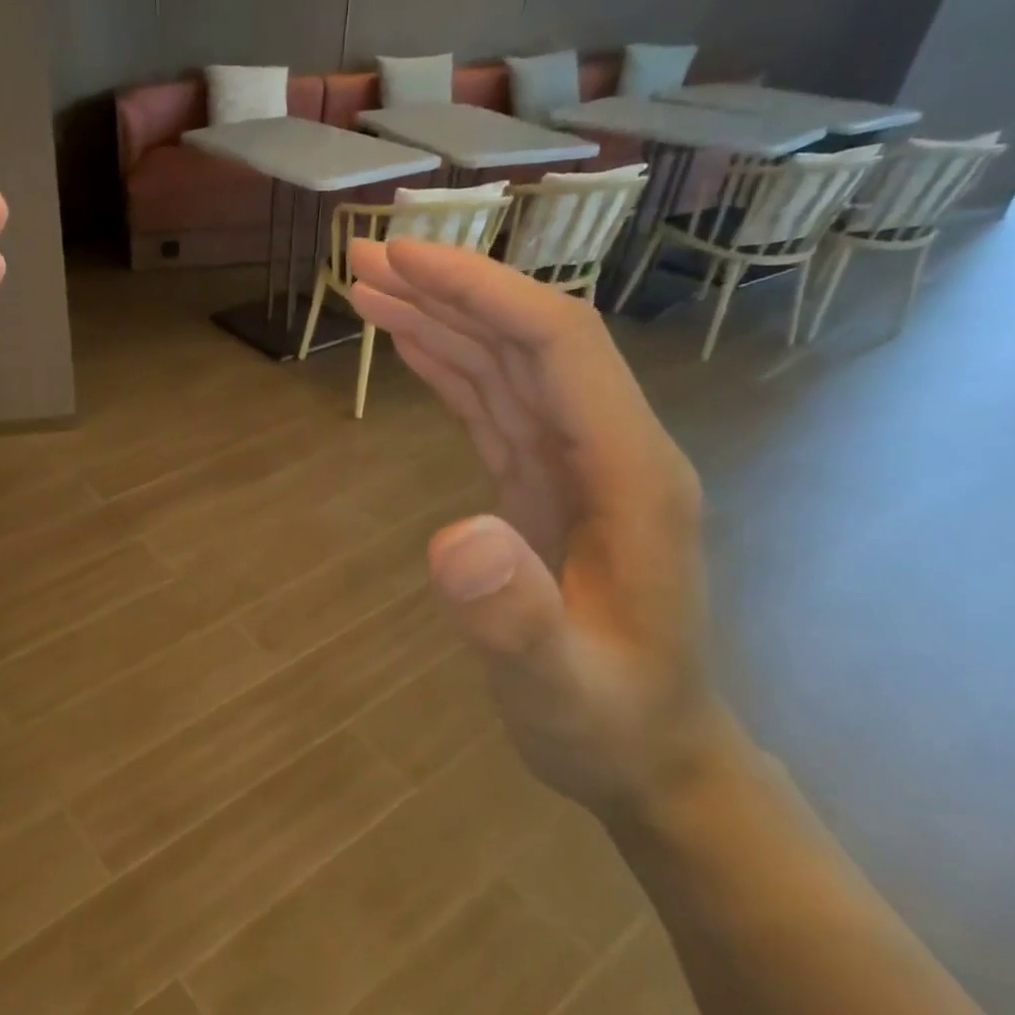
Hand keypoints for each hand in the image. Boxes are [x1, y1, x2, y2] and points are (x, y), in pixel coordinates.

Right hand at [347, 237, 748, 821]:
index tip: (402, 260)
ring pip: (504, 366)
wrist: (652, 756)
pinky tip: (412, 345)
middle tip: (362, 258)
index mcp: (631, 473)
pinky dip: (448, 367)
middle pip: (527, 338)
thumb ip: (517, 617)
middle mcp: (608, 449)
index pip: (557, 345)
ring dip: (439, 320)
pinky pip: (493, 406)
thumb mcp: (562, 686)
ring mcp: (577, 466)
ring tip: (368, 288)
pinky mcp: (545, 485)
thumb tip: (455, 538)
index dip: (479, 292)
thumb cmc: (612, 724)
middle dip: (448, 289)